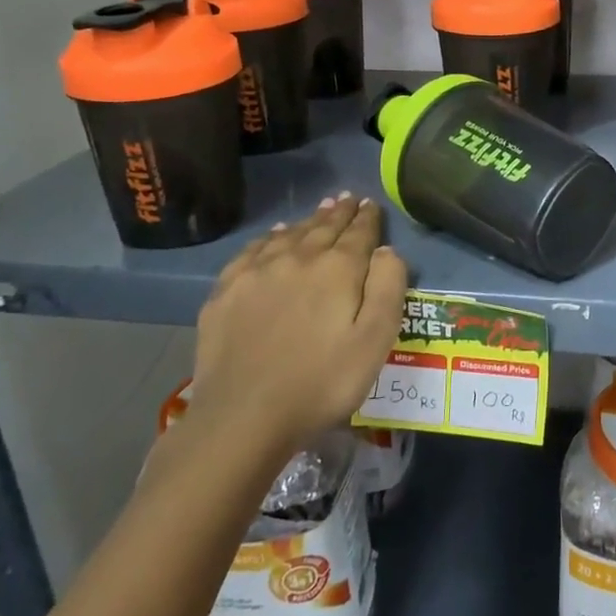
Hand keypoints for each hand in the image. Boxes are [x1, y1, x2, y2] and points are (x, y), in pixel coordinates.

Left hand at [184, 195, 407, 467]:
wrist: (244, 416)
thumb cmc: (322, 382)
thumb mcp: (375, 340)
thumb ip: (388, 287)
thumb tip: (387, 250)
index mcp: (338, 268)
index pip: (359, 233)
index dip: (367, 218)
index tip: (370, 204)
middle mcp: (298, 258)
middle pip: (323, 227)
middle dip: (339, 212)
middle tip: (347, 199)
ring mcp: (257, 272)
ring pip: (289, 234)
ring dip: (308, 220)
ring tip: (320, 210)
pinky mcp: (226, 291)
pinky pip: (253, 250)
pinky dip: (270, 238)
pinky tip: (274, 237)